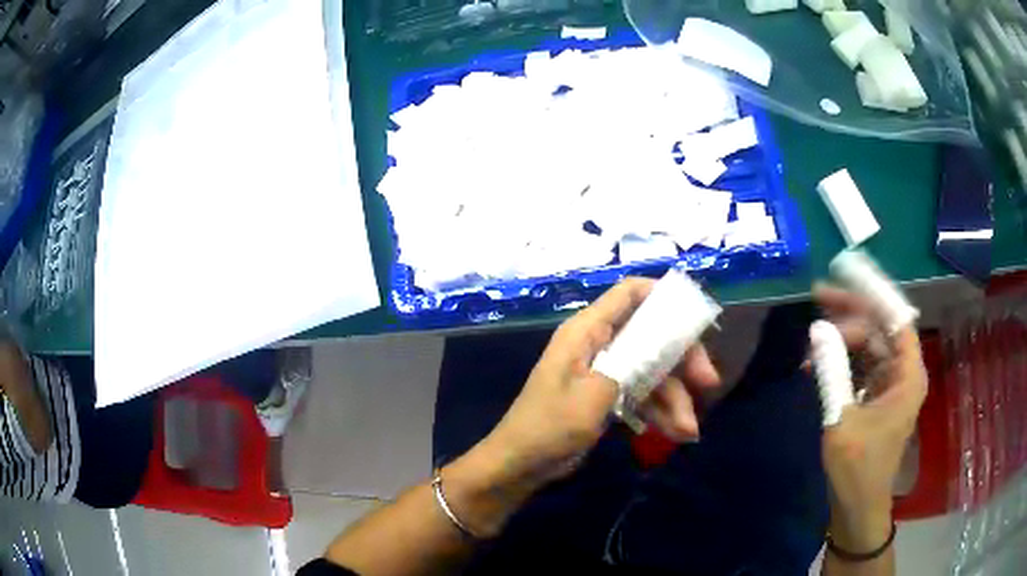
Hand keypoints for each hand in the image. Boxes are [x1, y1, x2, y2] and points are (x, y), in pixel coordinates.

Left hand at [477, 278, 720, 488]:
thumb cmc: (550, 425)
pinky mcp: (607, 396)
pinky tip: (677, 433)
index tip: (698, 315)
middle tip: (708, 382)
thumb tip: (672, 332)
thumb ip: (634, 361)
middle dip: (682, 359)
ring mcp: (604, 371)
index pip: (629, 293)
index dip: (664, 296)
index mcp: (587, 331)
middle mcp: (598, 344)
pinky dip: (659, 411)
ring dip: (674, 398)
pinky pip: (641, 394)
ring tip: (690, 430)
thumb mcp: (596, 393)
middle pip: (652, 335)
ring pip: (652, 371)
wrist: (521, 465)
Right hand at [814, 285, 927, 550]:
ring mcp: (890, 385)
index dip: (873, 292)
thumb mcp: (841, 419)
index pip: (896, 316)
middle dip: (849, 317)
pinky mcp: (876, 397)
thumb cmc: (857, 468)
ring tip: (810, 346)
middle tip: (816, 306)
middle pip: (879, 328)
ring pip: (868, 346)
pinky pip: (860, 367)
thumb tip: (817, 328)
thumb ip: (832, 371)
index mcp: (907, 375)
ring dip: (841, 341)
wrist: (857, 507)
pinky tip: (817, 366)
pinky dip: (841, 362)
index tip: (844, 273)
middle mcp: (903, 373)